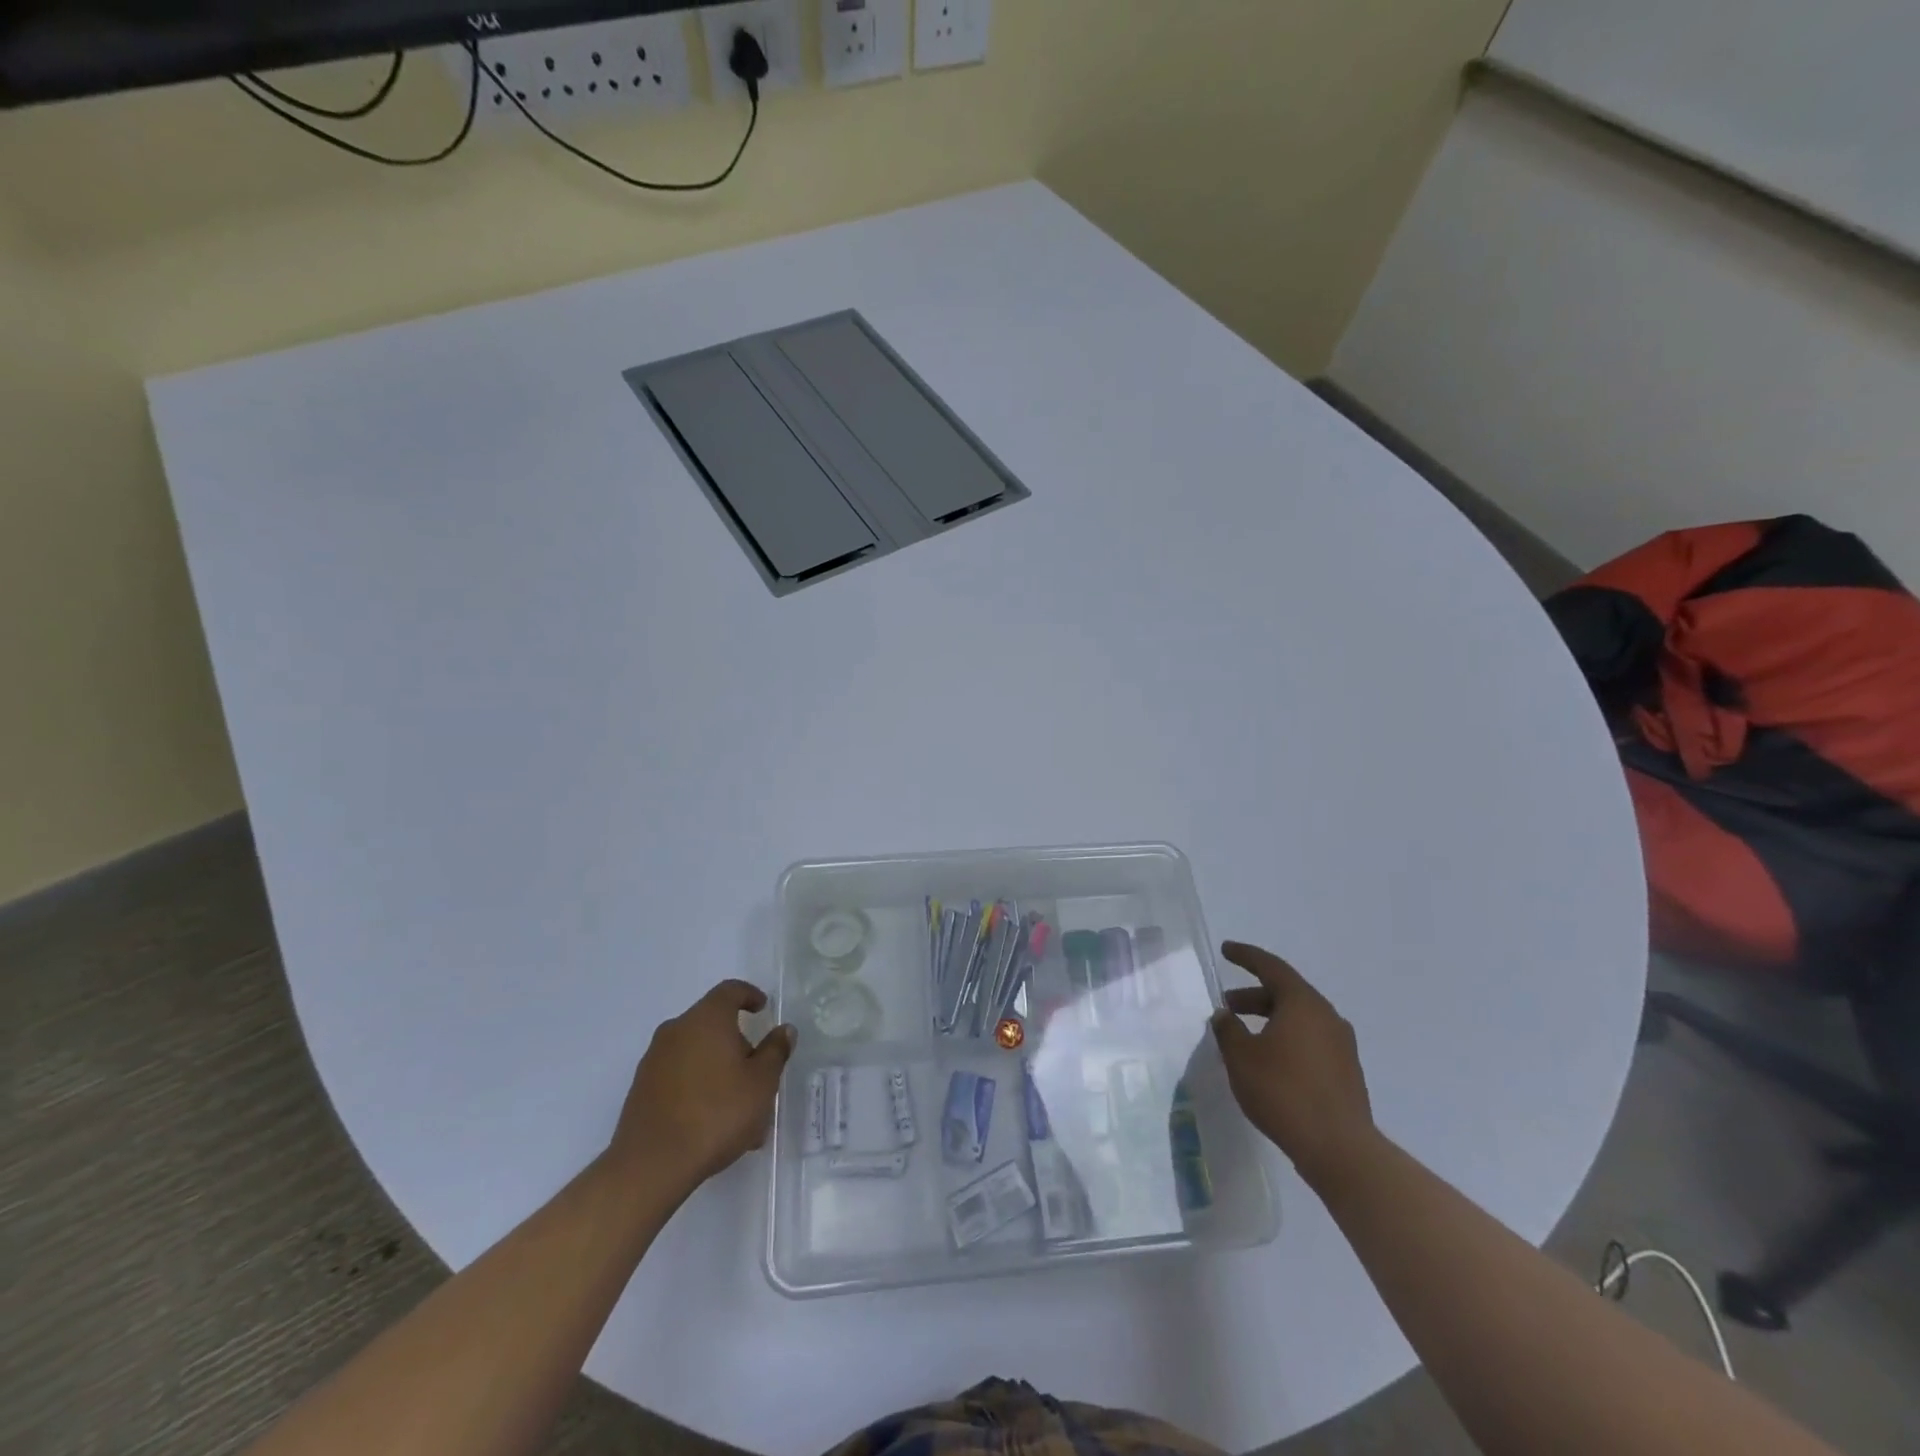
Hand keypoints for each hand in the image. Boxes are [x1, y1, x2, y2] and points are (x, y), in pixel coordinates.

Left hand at [607, 979, 795, 1194]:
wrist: (652, 1164)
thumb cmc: (717, 1113)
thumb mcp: (762, 1082)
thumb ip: (775, 1051)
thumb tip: (783, 1030)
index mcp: (707, 1019)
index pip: (730, 990)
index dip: (749, 995)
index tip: (762, 1008)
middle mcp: (677, 1030)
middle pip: (712, 1024)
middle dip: (737, 1043)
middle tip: (757, 1071)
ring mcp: (654, 1059)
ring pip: (696, 1053)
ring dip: (719, 1069)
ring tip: (739, 1107)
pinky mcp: (642, 1088)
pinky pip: (679, 1076)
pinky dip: (698, 1086)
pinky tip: (713, 1121)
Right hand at [1210, 941, 1375, 1188]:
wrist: (1340, 1149)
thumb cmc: (1283, 1092)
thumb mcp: (1241, 1057)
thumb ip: (1228, 1030)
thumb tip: (1225, 1015)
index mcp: (1303, 1004)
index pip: (1271, 967)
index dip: (1246, 956)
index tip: (1226, 950)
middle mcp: (1327, 1017)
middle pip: (1287, 993)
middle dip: (1254, 996)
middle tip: (1227, 1004)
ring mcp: (1341, 1045)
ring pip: (1299, 1019)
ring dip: (1269, 1019)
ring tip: (1243, 1036)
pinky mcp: (1346, 1072)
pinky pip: (1310, 1041)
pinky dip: (1286, 1039)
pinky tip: (1268, 1061)